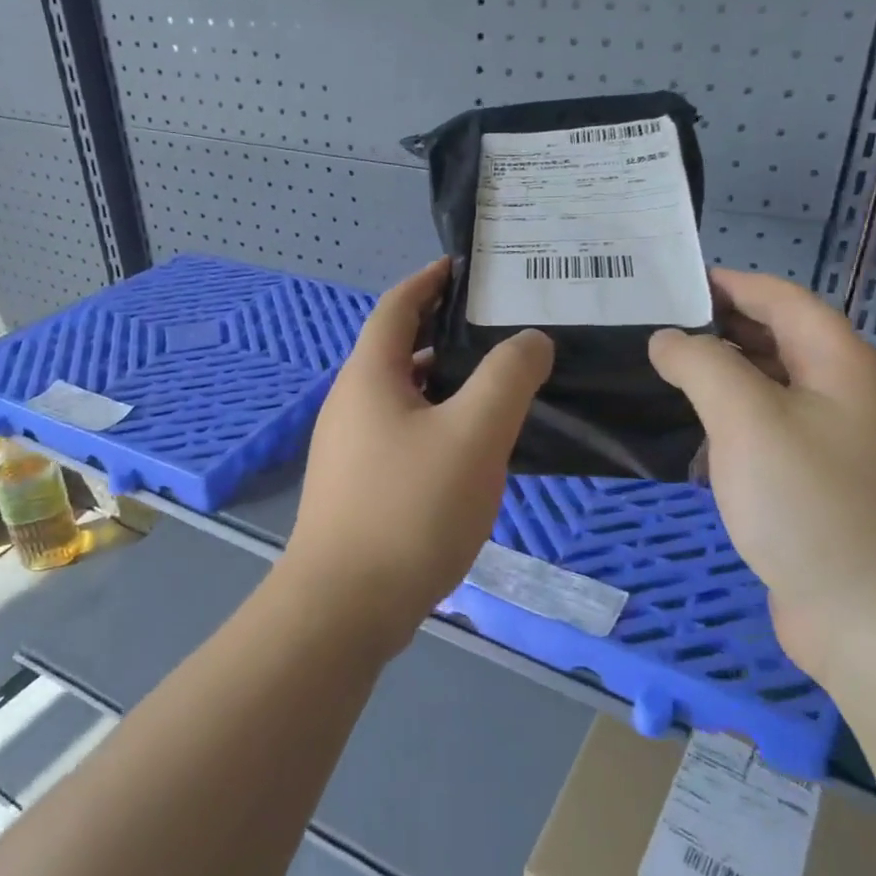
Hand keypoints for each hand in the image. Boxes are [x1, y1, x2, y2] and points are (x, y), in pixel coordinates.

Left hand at [283, 259, 553, 653]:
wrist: (345, 607)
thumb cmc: (410, 510)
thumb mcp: (474, 435)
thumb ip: (507, 378)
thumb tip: (530, 339)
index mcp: (369, 376)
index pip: (397, 306)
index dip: (430, 280)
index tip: (465, 269)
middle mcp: (350, 403)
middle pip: (397, 348)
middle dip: (444, 332)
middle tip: (500, 330)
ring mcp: (349, 447)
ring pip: (403, 396)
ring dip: (443, 382)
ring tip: (496, 386)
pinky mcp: (357, 485)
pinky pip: (402, 433)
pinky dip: (435, 422)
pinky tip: (469, 449)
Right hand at [649, 270, 875, 688]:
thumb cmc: (811, 504)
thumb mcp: (747, 419)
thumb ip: (702, 364)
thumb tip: (668, 339)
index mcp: (841, 365)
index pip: (781, 299)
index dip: (728, 283)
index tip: (669, 283)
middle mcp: (846, 397)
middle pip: (778, 342)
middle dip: (718, 329)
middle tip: (651, 330)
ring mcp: (837, 447)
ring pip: (771, 392)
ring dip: (720, 380)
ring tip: (660, 378)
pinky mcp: (820, 491)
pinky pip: (768, 438)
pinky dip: (730, 427)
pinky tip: (693, 444)